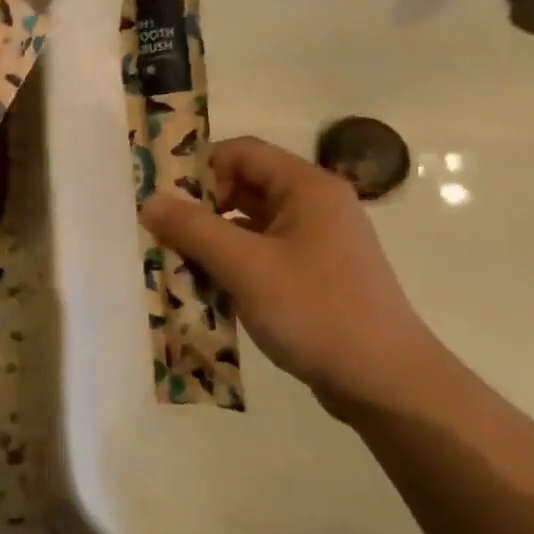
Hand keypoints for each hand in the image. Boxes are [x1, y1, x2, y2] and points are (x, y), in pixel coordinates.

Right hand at [141, 138, 461, 420]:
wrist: (384, 381)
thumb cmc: (316, 311)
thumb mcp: (246, 267)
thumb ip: (194, 229)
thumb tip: (149, 201)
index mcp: (307, 188)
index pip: (242, 152)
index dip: (200, 169)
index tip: (166, 202)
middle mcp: (314, 206)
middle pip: (243, 188)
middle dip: (200, 210)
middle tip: (162, 236)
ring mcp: (315, 243)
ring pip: (248, 226)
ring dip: (211, 242)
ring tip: (175, 266)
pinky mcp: (313, 276)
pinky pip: (261, 256)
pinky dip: (231, 267)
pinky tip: (205, 291)